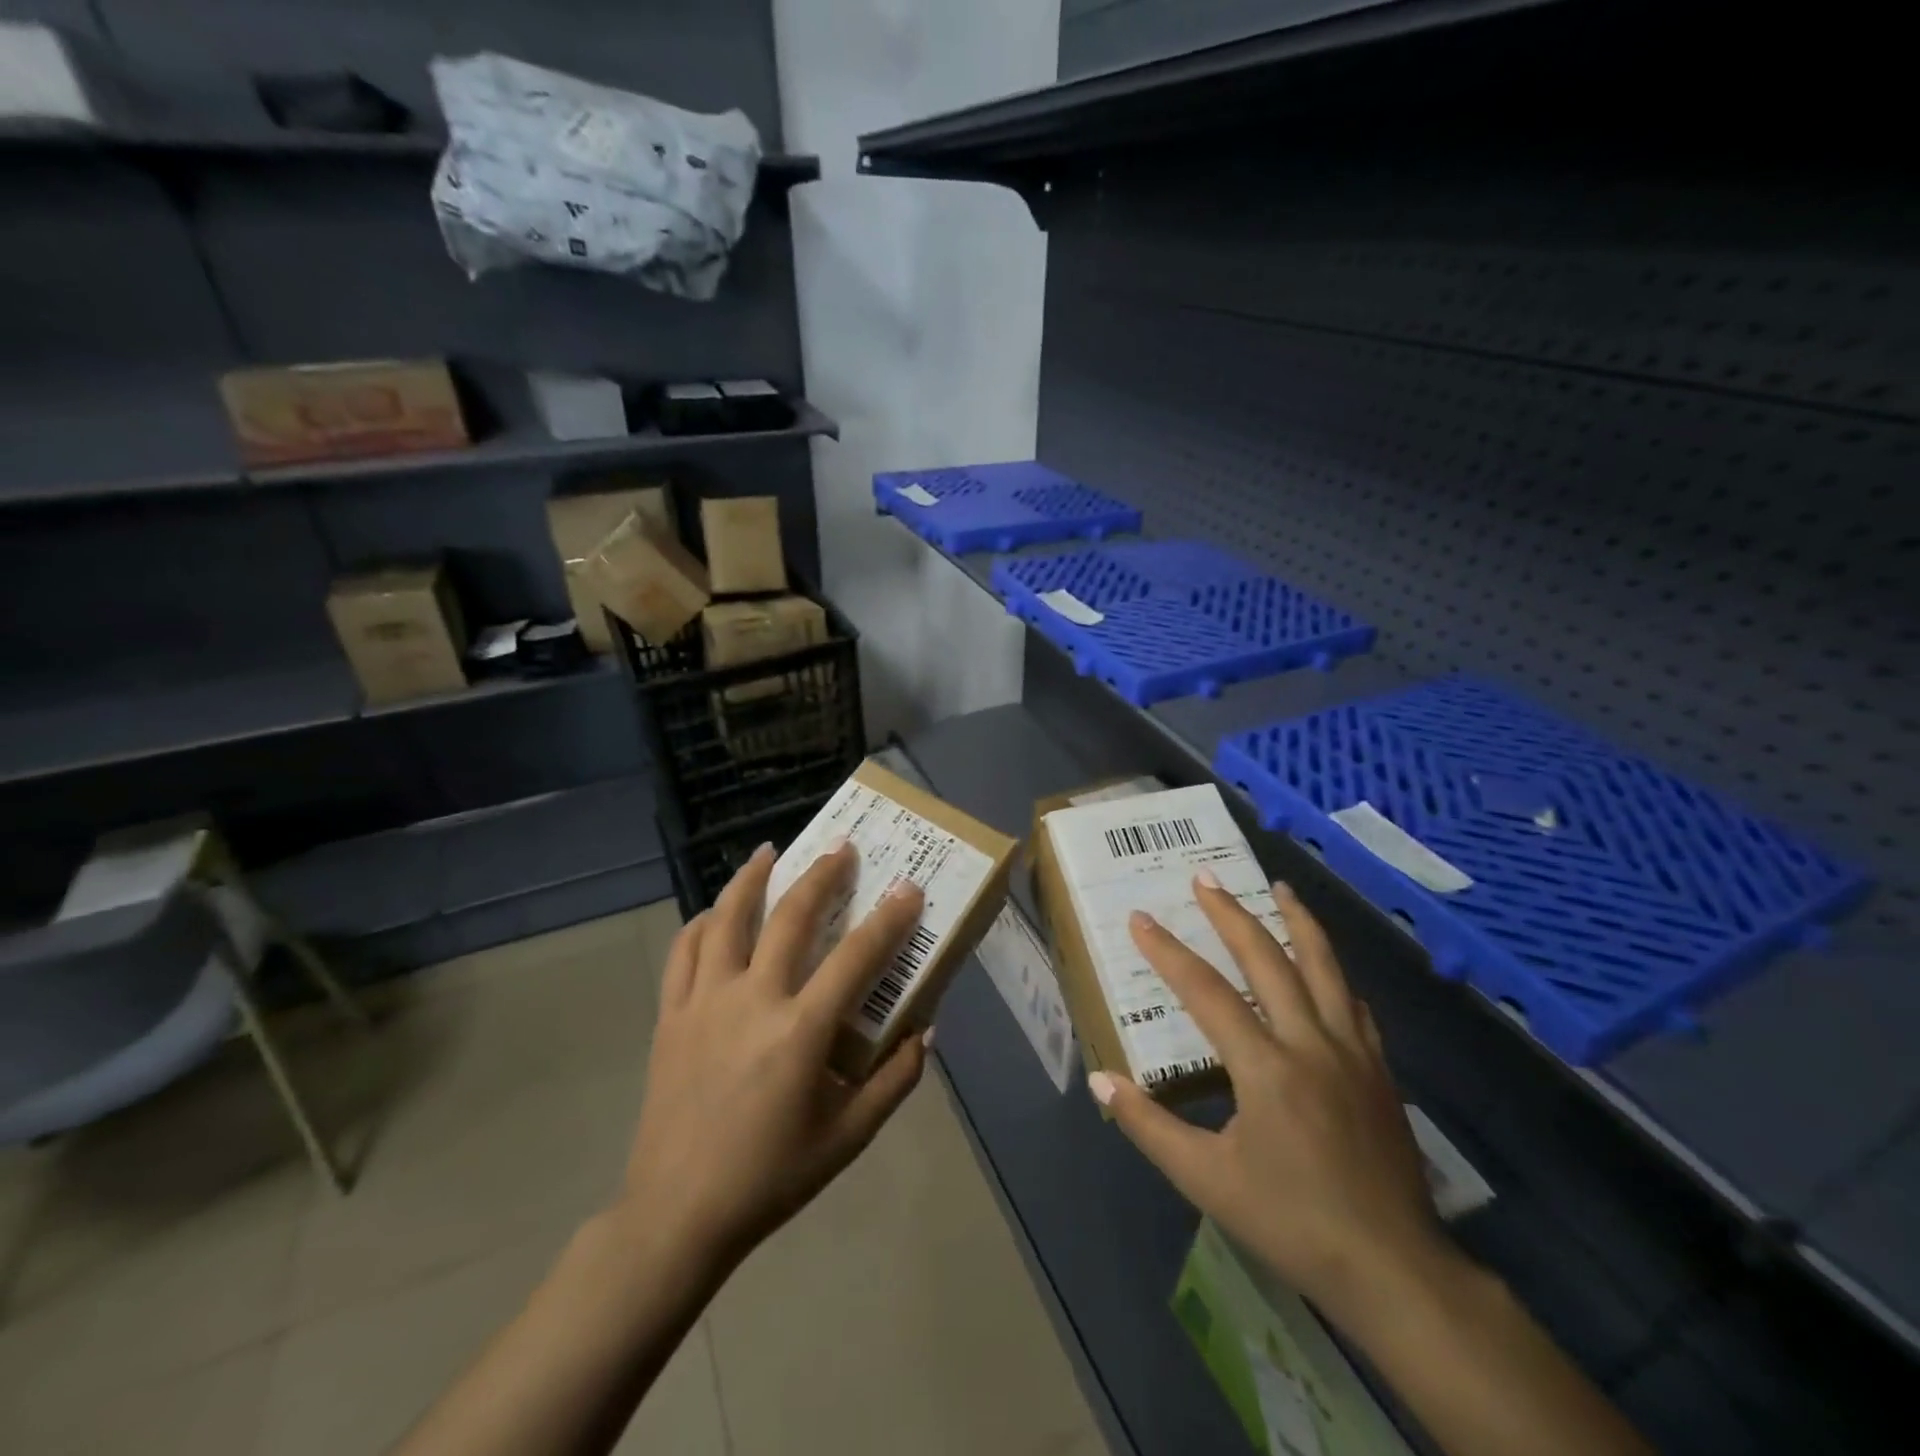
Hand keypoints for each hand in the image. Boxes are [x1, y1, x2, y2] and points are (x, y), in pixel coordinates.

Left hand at [618, 841, 928, 1271]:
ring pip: (726, 920)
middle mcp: (752, 1001)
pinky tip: (713, 914)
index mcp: (800, 1032)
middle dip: (821, 875)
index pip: (855, 958)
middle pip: (789, 918)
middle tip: (840, 846)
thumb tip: (926, 1030)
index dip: (888, 919)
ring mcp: (705, 1003)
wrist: (678, 1214)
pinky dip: (700, 924)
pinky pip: (683, 953)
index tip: (908, 887)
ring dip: (750, 879)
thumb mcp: (848, 1138)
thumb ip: (894, 1081)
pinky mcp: (671, 1016)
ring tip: (769, 851)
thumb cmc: (771, 1177)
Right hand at [1091, 878, 1452, 1325]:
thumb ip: (1149, 1125)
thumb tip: (1101, 1081)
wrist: (1393, 1269)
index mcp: (1266, 1067)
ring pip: (1324, 967)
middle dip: (1231, 914)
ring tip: (1279, 886)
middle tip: (1205, 879)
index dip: (1168, 952)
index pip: (1206, 992)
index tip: (1140, 920)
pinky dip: (1332, 971)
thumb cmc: (1292, 1221)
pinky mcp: (1379, 1069)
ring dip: (1297, 920)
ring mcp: (1352, 1051)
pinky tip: (1323, 963)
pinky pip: (1353, 1002)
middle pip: (1268, 959)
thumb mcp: (1206, 1180)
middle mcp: (1311, 1043)